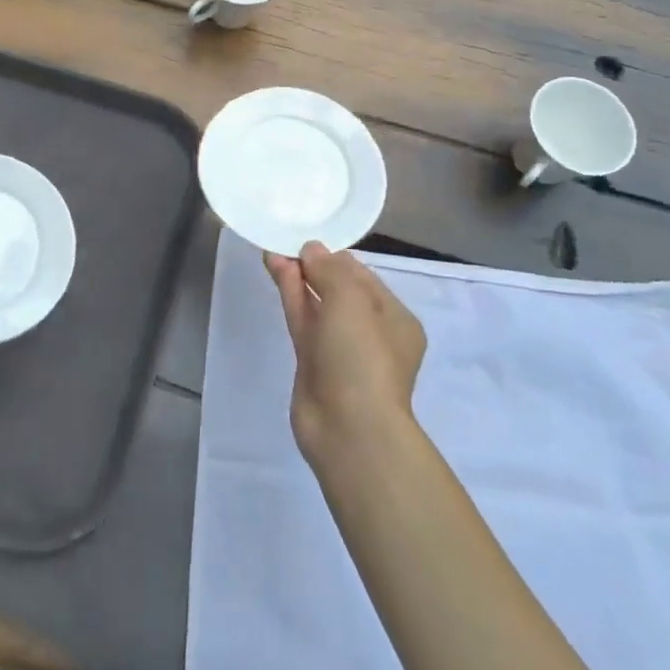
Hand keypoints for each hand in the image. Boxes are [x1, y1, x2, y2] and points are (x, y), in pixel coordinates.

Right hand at [264, 242, 426, 466]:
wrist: (348, 428)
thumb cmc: (362, 357)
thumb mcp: (352, 300)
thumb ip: (330, 269)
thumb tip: (311, 250)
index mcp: (395, 319)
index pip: (364, 278)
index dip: (336, 258)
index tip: (308, 241)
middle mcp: (370, 333)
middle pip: (339, 290)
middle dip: (314, 266)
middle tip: (287, 243)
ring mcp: (340, 350)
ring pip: (317, 304)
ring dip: (298, 278)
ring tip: (274, 251)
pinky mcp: (313, 363)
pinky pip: (303, 320)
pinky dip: (291, 296)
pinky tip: (275, 271)